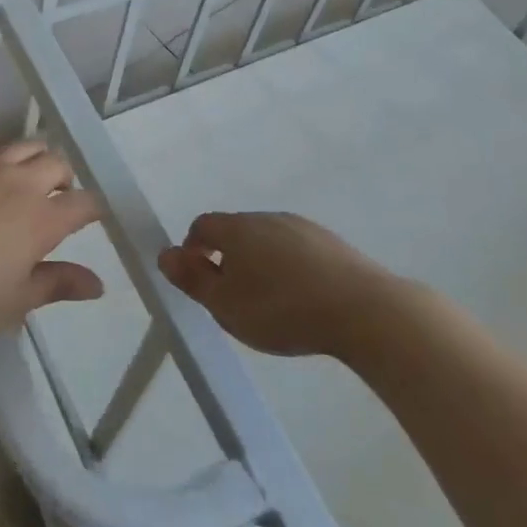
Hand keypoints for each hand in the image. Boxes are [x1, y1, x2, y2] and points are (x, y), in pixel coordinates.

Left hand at [0, 140, 103, 342]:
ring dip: (33, 157)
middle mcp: (19, 181)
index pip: (83, 203)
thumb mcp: (13, 301)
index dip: (93, 209)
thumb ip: (57, 285)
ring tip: (24, 175)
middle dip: (64, 177)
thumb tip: (98, 283)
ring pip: (23, 144)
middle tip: (55, 196)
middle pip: (57, 163)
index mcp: (41, 218)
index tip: (90, 217)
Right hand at [158, 212, 391, 358]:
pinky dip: (289, 268)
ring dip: (260, 263)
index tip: (199, 282)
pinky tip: (302, 299)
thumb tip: (165, 254)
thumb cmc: (282, 309)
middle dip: (227, 259)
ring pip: (267, 240)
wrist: (361, 309)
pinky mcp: (330, 242)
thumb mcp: (226, 306)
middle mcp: (267, 217)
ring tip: (270, 304)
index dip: (192, 250)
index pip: (202, 226)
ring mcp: (302, 226)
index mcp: (237, 228)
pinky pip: (296, 250)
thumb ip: (193, 280)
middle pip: (236, 231)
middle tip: (233, 299)